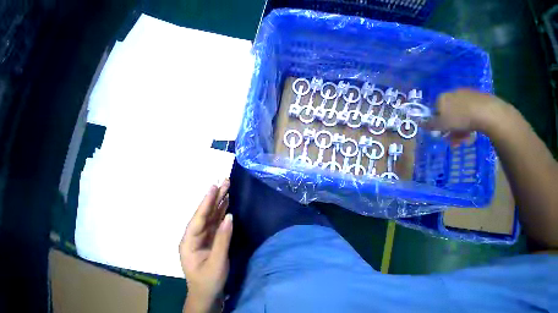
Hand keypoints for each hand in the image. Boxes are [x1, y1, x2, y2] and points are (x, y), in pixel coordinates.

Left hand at [180, 180, 232, 312]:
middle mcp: (195, 234)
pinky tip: (227, 200)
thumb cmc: (208, 281)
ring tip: (227, 186)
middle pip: (206, 211)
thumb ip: (223, 239)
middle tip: (224, 181)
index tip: (213, 187)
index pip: (199, 218)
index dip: (206, 202)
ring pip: (212, 213)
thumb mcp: (216, 263)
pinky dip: (223, 208)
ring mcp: (204, 233)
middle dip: (214, 196)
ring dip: (220, 199)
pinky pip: (218, 218)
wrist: (207, 294)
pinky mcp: (212, 234)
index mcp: (189, 242)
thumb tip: (230, 216)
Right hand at [426, 89, 510, 145]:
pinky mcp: (484, 98)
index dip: (436, 121)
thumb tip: (420, 123)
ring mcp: (470, 95)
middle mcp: (455, 93)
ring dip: (460, 127)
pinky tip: (473, 131)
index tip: (440, 131)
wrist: (491, 113)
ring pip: (461, 114)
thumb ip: (428, 125)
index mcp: (443, 97)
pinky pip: (473, 112)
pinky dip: (471, 122)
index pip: (435, 110)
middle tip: (452, 138)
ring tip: (463, 139)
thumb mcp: (439, 125)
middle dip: (449, 127)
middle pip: (449, 112)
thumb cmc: (460, 118)